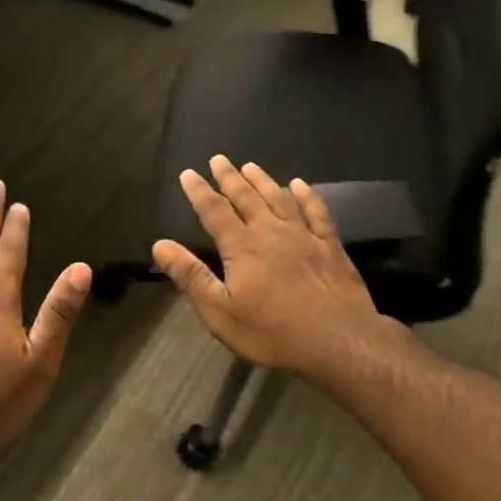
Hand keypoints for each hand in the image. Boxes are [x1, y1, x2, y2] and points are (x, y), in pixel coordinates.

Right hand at [152, 156, 394, 383]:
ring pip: (279, 198)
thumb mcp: (221, 313)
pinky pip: (316, 212)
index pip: (214, 211)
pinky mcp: (329, 245)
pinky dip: (307, 196)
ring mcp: (303, 236)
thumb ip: (192, 277)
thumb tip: (161, 245)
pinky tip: (300, 185)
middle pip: (246, 197)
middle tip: (218, 159)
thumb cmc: (273, 333)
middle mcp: (271, 231)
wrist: (339, 341)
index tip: (188, 173)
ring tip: (250, 166)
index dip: (199, 191)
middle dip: (229, 177)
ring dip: (262, 181)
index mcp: (242, 247)